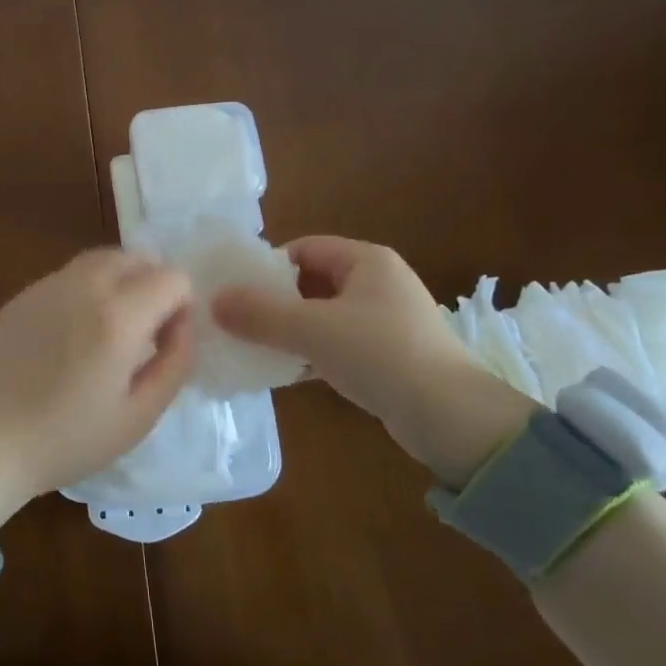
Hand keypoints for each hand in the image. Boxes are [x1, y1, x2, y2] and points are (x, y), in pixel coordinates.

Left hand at [0, 249, 195, 527]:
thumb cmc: (65, 439)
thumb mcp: (137, 416)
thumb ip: (174, 363)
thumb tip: (184, 325)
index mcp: (118, 315)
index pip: (172, 276)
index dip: (182, 306)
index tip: (167, 341)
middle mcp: (84, 285)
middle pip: (136, 257)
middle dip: (152, 285)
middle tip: (144, 333)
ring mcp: (47, 285)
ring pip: (101, 259)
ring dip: (120, 282)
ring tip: (110, 331)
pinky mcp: (21, 295)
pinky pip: (69, 275)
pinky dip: (86, 290)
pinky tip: (72, 335)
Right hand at [212, 235, 533, 486]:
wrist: (451, 418)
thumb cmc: (380, 354)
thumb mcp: (312, 329)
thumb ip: (260, 314)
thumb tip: (213, 302)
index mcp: (367, 260)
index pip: (304, 248)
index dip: (268, 266)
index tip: (237, 291)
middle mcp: (378, 283)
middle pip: (311, 281)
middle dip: (274, 300)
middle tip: (240, 320)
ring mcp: (385, 321)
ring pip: (323, 315)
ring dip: (290, 329)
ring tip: (254, 347)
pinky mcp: (388, 355)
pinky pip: (337, 343)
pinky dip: (311, 353)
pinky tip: (284, 372)